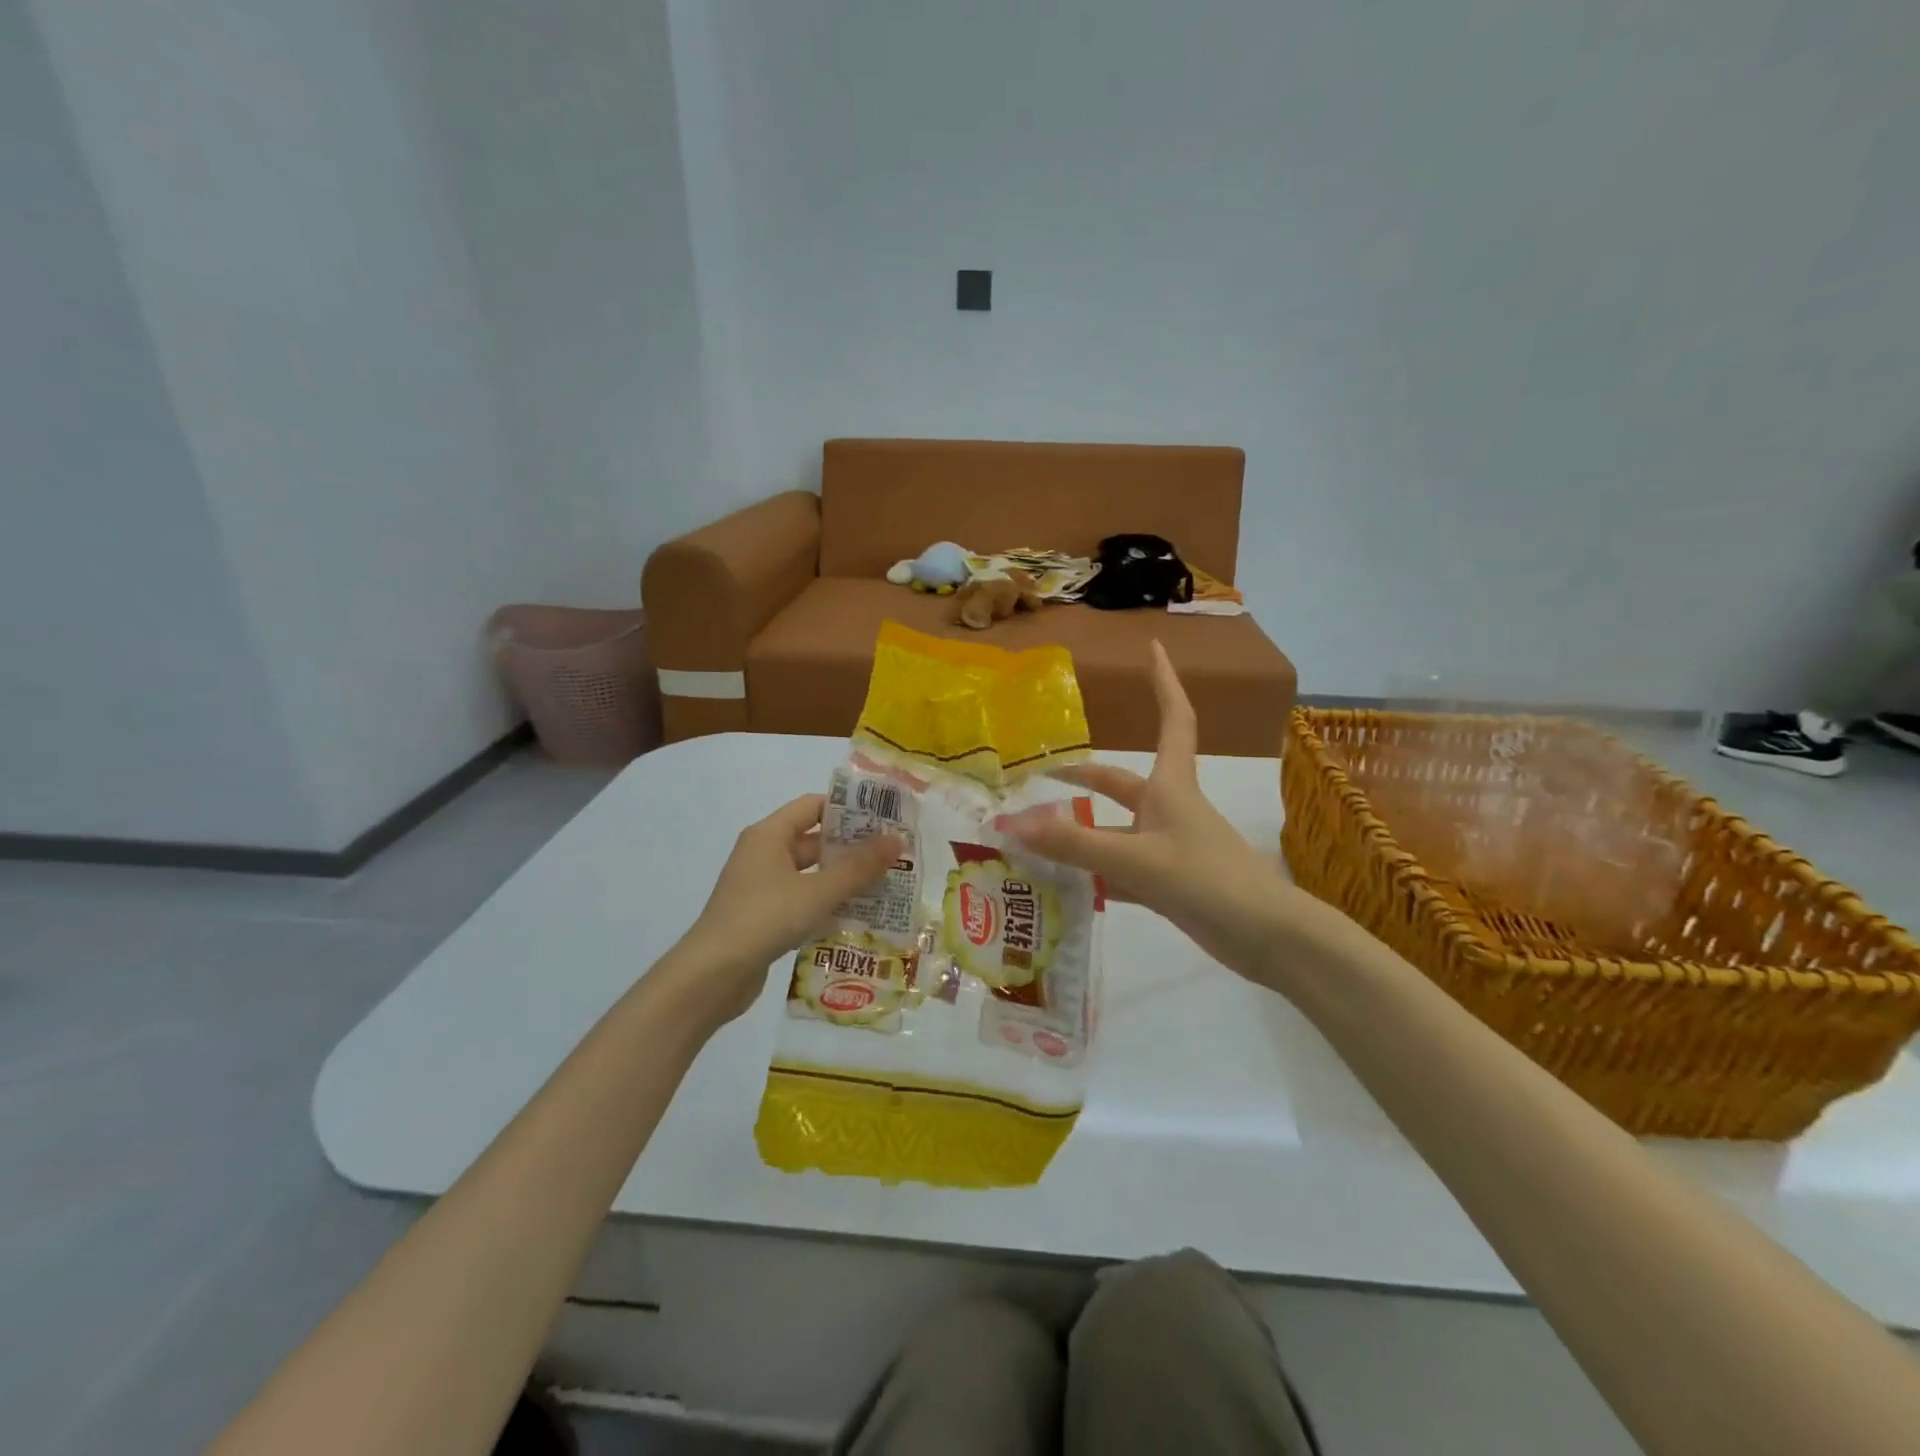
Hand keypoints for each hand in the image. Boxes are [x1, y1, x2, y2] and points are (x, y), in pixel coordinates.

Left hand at [671, 795, 900, 1025]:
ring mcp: (761, 887)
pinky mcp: (763, 916)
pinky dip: (826, 903)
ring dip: (842, 879)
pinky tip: (856, 917)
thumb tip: (896, 840)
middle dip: (852, 848)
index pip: (813, 806)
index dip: (848, 809)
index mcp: (769, 835)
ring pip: (810, 873)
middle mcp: (763, 854)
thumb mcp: (818, 891)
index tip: (884, 819)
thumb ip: (859, 867)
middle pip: (814, 840)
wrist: (711, 976)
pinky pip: (801, 899)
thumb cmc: (765, 919)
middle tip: (893, 856)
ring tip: (884, 886)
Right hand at [1008, 642, 1314, 974]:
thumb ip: (1074, 844)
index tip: (1154, 647)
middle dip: (1084, 775)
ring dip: (1080, 831)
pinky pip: (1120, 868)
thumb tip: (1013, 825)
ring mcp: (1169, 847)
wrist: (1265, 937)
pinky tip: (1063, 882)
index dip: (1163, 682)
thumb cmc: (1207, 879)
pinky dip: (1093, 872)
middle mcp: (1168, 809)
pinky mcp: (1169, 882)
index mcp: (1171, 786)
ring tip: (1036, 834)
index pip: (1173, 719)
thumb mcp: (1137, 859)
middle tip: (1043, 772)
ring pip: (1115, 830)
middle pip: (1122, 783)